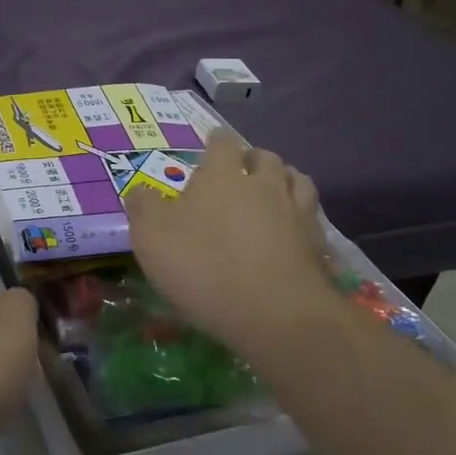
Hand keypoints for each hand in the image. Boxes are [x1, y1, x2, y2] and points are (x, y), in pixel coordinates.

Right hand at [124, 130, 334, 358]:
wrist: (274, 312)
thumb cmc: (203, 267)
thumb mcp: (151, 237)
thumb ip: (143, 208)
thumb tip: (139, 191)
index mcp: (222, 176)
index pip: (222, 143)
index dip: (216, 142)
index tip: (210, 146)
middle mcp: (263, 183)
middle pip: (265, 157)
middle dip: (252, 160)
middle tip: (240, 174)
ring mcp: (296, 211)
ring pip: (296, 180)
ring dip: (284, 180)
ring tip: (272, 193)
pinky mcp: (317, 242)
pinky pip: (311, 215)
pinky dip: (301, 214)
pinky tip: (291, 228)